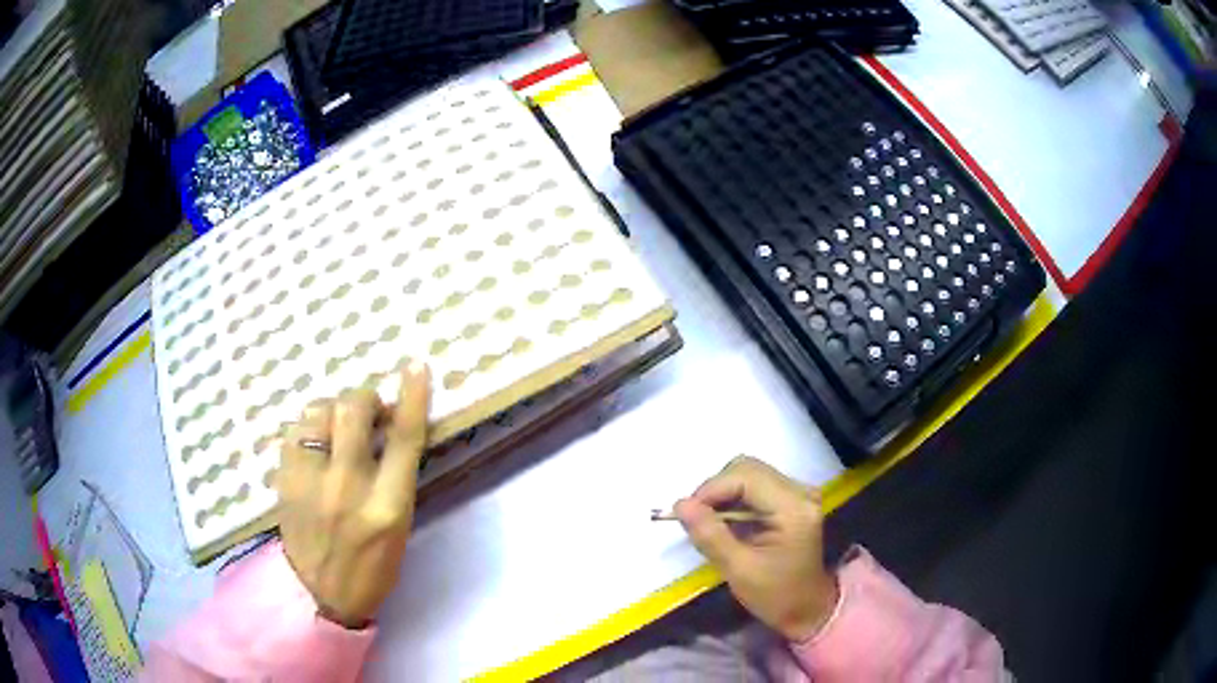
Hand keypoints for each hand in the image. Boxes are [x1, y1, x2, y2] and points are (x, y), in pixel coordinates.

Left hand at [273, 361, 429, 627]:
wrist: (321, 592)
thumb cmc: (373, 565)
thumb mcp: (399, 528)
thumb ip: (395, 477)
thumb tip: (389, 428)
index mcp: (387, 507)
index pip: (405, 440)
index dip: (413, 398)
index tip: (416, 367)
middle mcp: (348, 488)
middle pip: (354, 411)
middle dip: (365, 399)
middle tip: (369, 411)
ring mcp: (310, 482)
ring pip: (319, 411)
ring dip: (334, 410)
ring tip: (337, 428)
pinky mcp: (284, 480)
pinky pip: (295, 430)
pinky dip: (309, 427)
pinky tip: (314, 442)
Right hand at [675, 456, 838, 641]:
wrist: (807, 609)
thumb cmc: (776, 595)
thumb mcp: (738, 570)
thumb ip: (709, 535)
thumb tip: (680, 504)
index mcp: (793, 508)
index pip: (745, 477)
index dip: (711, 490)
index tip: (685, 514)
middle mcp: (800, 492)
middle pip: (747, 469)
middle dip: (715, 490)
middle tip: (697, 520)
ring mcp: (798, 493)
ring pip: (748, 474)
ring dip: (723, 494)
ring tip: (711, 524)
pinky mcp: (791, 499)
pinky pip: (755, 486)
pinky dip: (734, 500)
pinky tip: (727, 524)